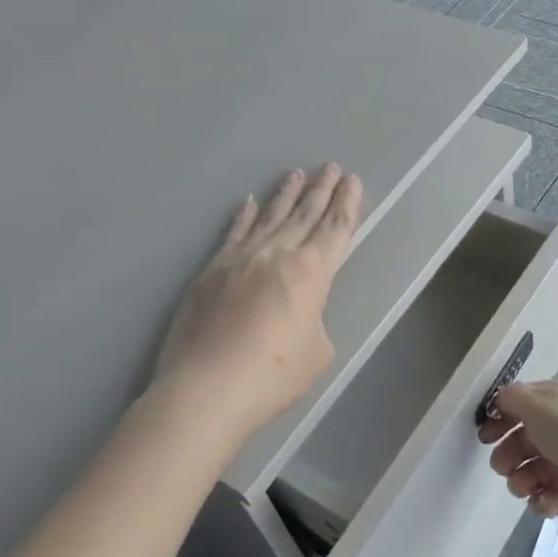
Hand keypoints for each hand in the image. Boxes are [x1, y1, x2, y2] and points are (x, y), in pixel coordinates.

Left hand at [154, 164, 362, 437]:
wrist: (206, 389)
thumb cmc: (273, 376)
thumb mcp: (318, 351)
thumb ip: (314, 319)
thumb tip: (297, 309)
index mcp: (311, 272)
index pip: (335, 229)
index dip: (346, 203)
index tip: (352, 180)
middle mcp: (277, 254)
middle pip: (304, 214)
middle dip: (321, 190)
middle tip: (330, 166)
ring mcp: (240, 258)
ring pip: (269, 217)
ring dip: (285, 195)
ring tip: (296, 174)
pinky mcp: (210, 271)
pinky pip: (232, 234)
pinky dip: (243, 217)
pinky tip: (248, 202)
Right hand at [479, 380, 557, 528]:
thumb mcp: (536, 404)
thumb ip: (511, 398)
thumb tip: (500, 399)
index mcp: (553, 401)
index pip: (518, 405)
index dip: (499, 419)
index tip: (485, 437)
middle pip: (522, 441)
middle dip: (507, 456)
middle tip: (504, 467)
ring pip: (532, 470)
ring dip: (521, 481)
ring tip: (526, 489)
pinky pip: (550, 495)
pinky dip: (543, 500)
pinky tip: (545, 502)